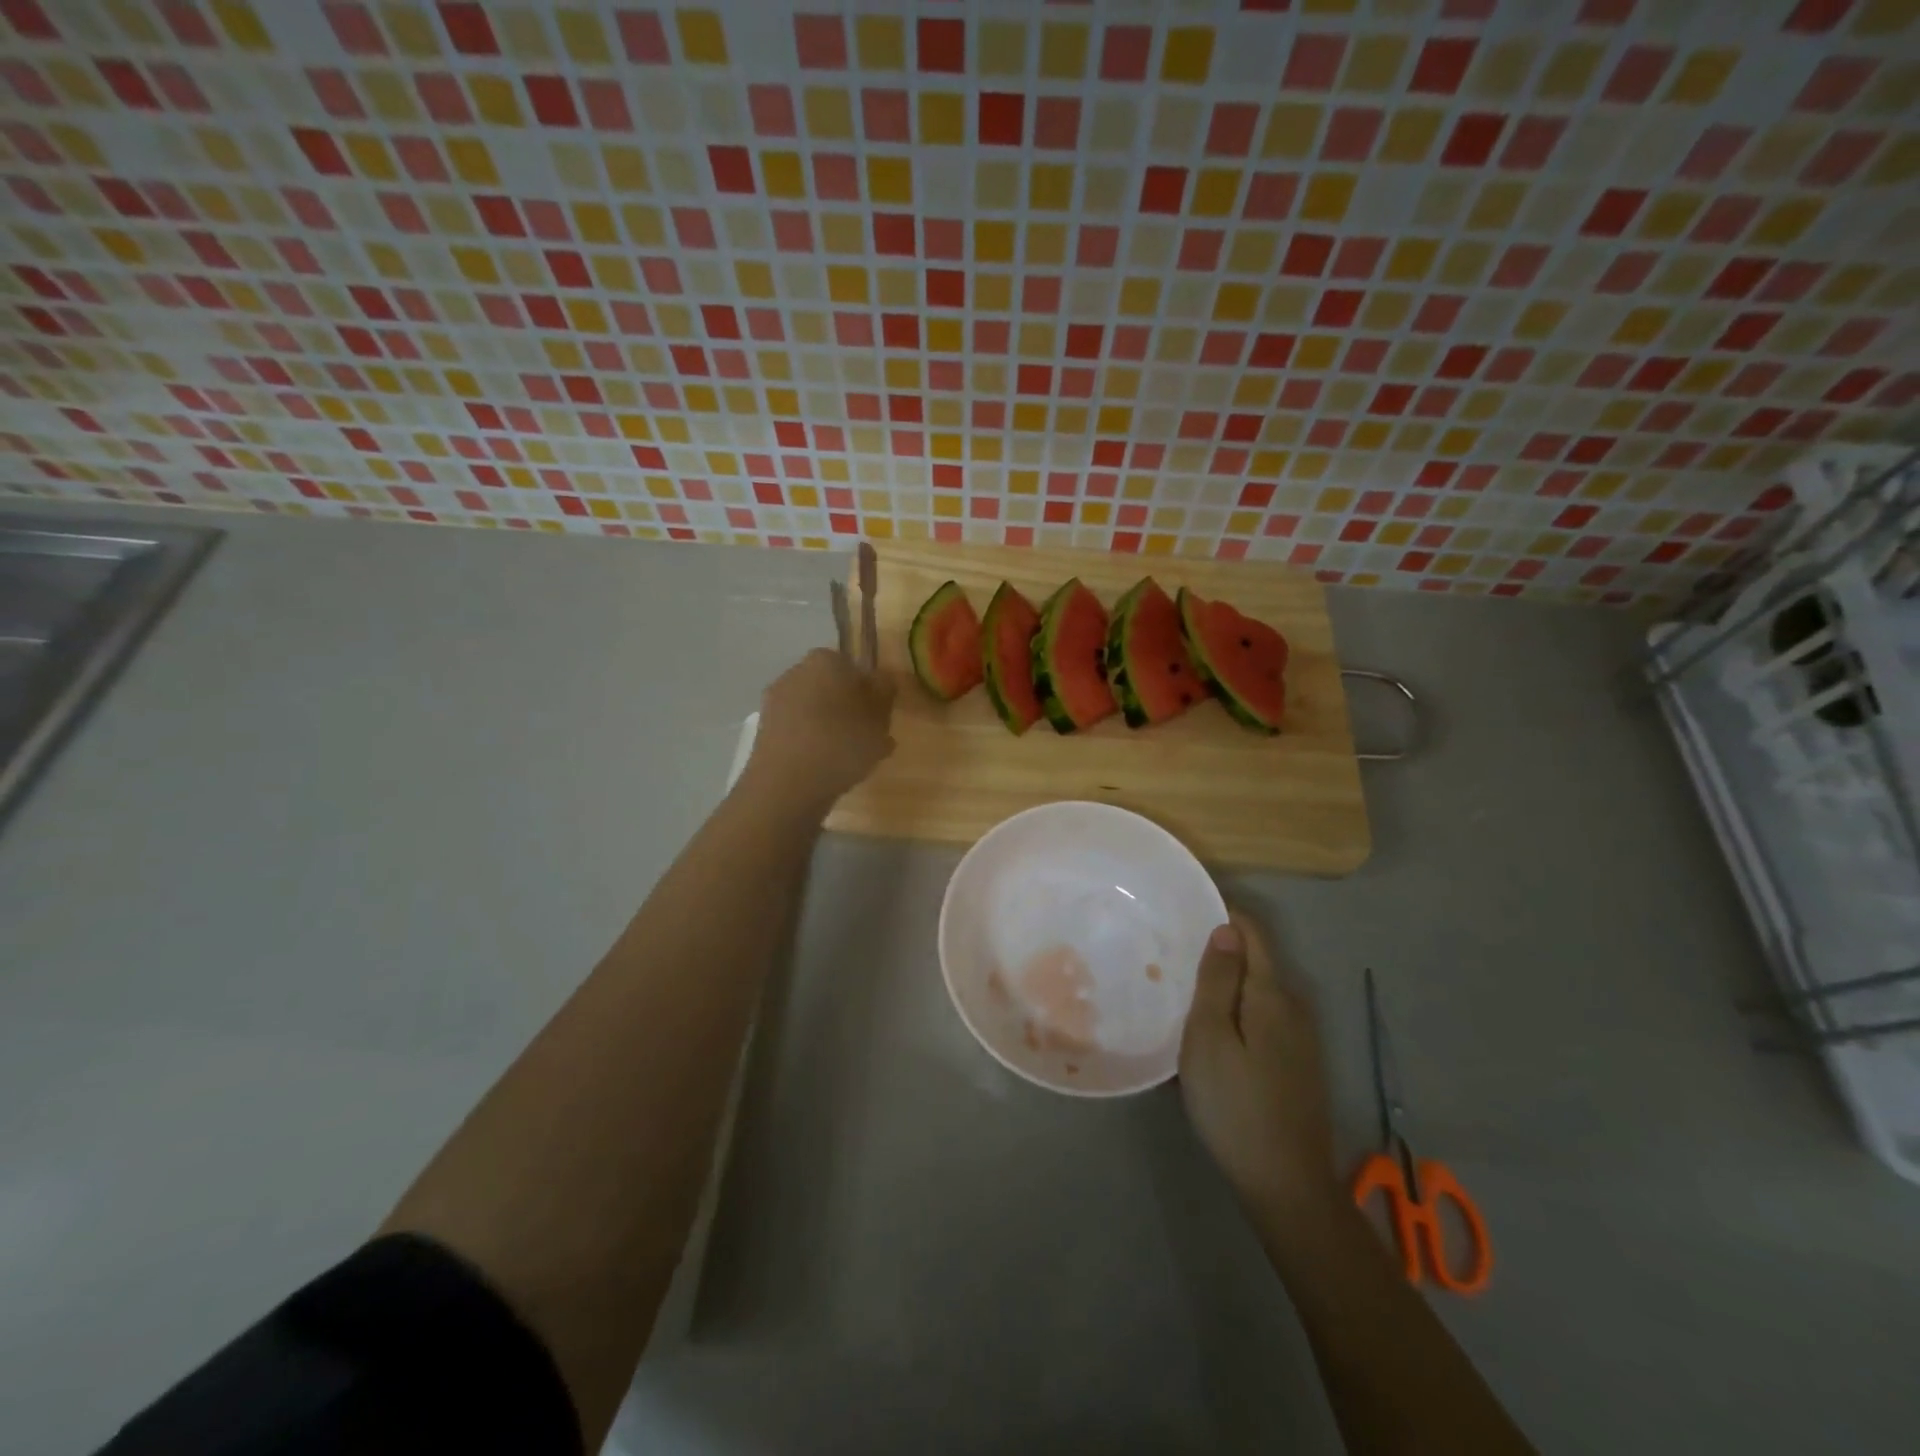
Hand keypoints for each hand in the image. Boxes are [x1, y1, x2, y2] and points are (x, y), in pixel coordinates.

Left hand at [745, 648, 894, 810]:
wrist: (787, 784)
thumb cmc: (841, 742)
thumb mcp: (879, 716)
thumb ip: (885, 692)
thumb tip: (881, 679)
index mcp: (825, 660)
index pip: (853, 666)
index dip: (869, 690)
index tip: (880, 714)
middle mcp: (796, 673)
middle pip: (832, 688)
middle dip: (849, 709)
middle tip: (870, 737)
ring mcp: (776, 702)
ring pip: (815, 711)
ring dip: (832, 729)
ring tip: (853, 759)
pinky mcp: (765, 731)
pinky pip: (800, 732)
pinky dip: (814, 744)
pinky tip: (829, 768)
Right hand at [1179, 911, 1339, 1225]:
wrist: (1285, 1184)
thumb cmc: (1235, 1104)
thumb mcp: (1210, 1037)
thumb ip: (1219, 980)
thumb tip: (1227, 929)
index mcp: (1273, 995)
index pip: (1253, 934)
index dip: (1225, 914)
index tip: (1187, 910)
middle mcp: (1295, 1008)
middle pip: (1259, 960)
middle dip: (1223, 948)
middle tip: (1175, 950)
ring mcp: (1302, 1039)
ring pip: (1261, 990)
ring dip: (1228, 980)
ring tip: (1186, 985)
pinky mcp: (1298, 1064)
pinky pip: (1264, 1016)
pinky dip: (1238, 1008)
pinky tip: (1213, 1028)